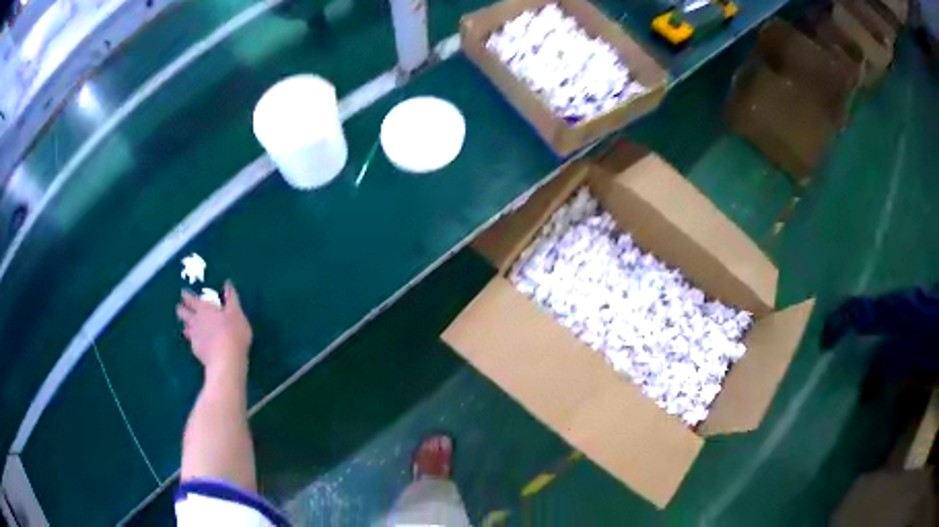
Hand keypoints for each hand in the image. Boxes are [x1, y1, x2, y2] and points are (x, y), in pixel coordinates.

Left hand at [177, 281, 252, 373]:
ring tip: (184, 327)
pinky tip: (196, 343)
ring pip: (187, 329)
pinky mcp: (198, 352)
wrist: (226, 360)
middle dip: (181, 310)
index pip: (192, 299)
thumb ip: (231, 299)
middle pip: (185, 314)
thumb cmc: (232, 333)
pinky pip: (192, 343)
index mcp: (204, 309)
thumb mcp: (236, 313)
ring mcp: (195, 337)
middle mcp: (196, 321)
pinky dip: (193, 341)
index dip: (186, 296)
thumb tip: (228, 283)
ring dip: (185, 326)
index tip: (182, 292)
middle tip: (179, 308)